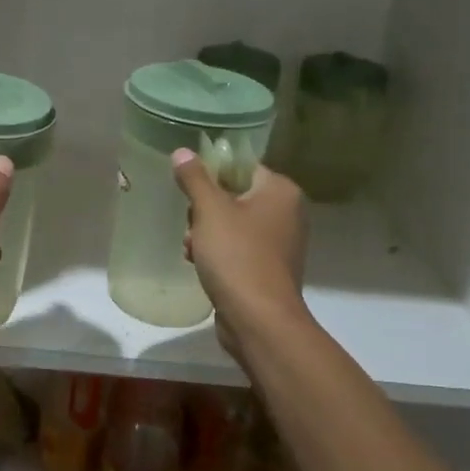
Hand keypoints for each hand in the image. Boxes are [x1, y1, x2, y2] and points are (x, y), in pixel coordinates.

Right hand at [172, 150, 308, 355]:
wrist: (258, 319)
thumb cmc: (236, 255)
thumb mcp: (210, 210)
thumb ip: (195, 178)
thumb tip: (182, 151)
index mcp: (281, 191)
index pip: (242, 166)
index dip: (212, 174)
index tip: (190, 189)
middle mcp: (287, 213)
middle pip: (234, 196)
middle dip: (205, 210)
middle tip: (192, 225)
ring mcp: (279, 244)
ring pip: (232, 225)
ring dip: (205, 234)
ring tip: (192, 249)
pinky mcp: (268, 270)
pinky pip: (237, 249)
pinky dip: (217, 254)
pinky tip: (199, 264)